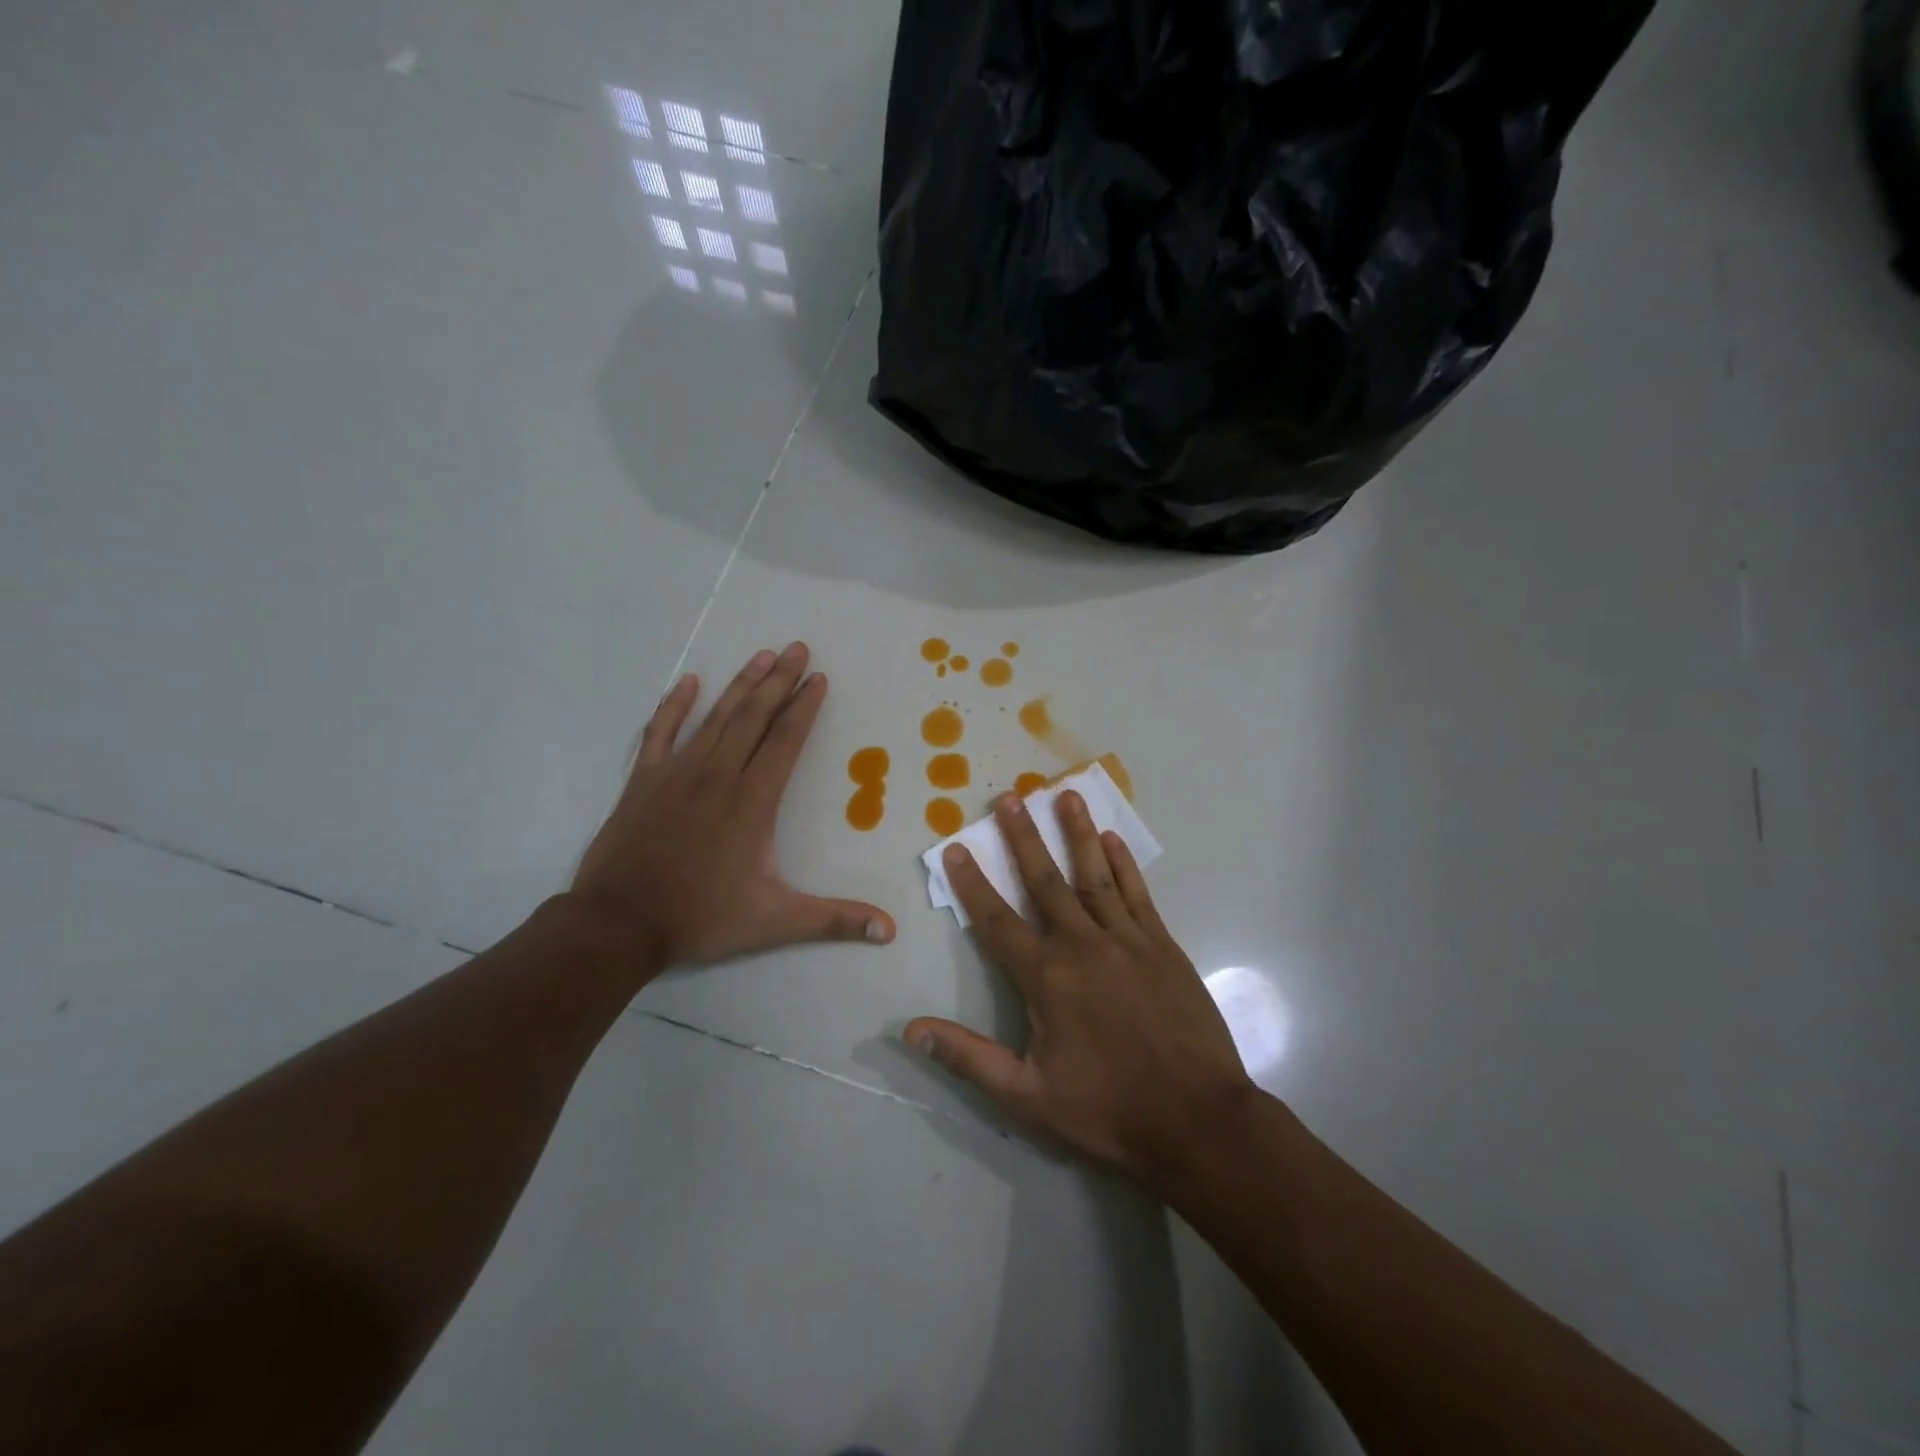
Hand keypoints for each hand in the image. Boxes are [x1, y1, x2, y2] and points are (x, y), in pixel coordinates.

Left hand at [569, 643, 894, 970]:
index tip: (818, 678)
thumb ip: (834, 921)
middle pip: (755, 717)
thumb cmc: (701, 917)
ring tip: (761, 655)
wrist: (618, 923)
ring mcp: (677, 773)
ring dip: (741, 685)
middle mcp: (719, 775)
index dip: (804, 707)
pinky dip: (674, 705)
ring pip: (716, 717)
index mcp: (752, 801)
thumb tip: (889, 931)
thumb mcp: (775, 921)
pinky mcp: (644, 781)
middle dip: (779, 681)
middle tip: (797, 648)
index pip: (786, 741)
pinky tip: (688, 682)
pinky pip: (661, 732)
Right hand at [904, 789, 1251, 1184]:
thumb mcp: (1027, 1097)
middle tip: (1009, 796)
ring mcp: (1127, 941)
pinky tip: (1113, 840)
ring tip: (1066, 794)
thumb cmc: (1108, 1111)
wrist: (1198, 1120)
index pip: (997, 921)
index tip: (956, 848)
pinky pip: (1137, 895)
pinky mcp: (1163, 947)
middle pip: (1045, 881)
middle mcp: (1083, 945)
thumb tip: (911, 1030)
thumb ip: (968, 1057)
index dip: (972, 884)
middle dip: (1023, 837)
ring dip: (1077, 833)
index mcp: (1047, 977)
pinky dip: (1124, 865)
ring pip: (1094, 875)